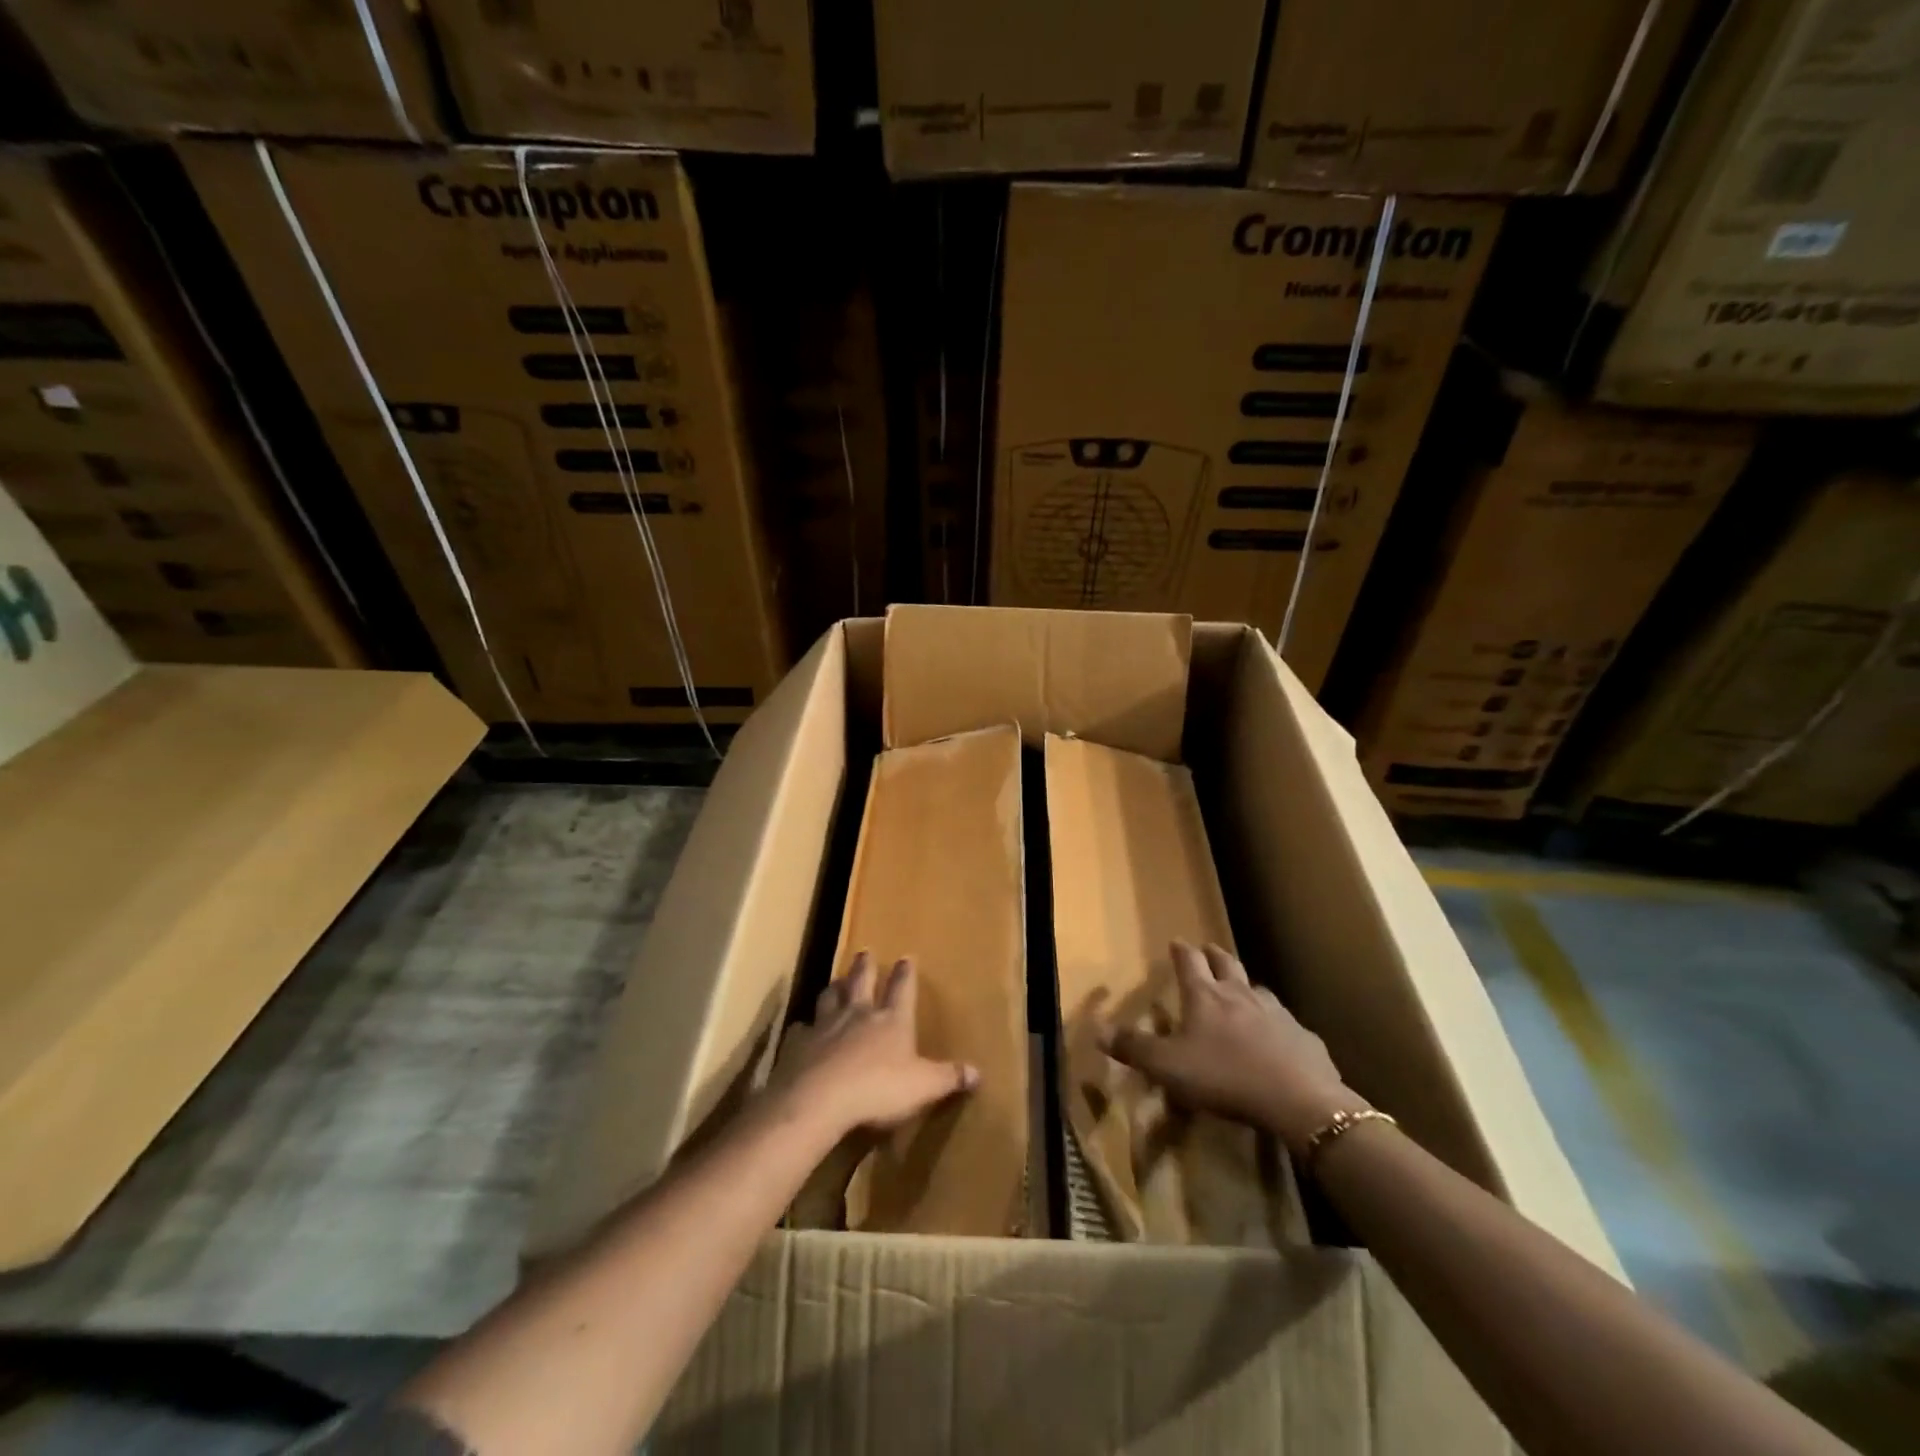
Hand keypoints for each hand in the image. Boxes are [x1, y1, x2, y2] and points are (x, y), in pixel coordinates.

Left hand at [781, 952, 978, 1139]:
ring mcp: (826, 1026)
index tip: (906, 957)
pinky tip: (803, 1028)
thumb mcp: (923, 1086)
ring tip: (836, 980)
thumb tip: (978, 1072)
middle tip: (864, 951)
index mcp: (891, 1020)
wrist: (820, 1099)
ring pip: (830, 997)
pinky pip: (802, 1029)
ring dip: (835, 987)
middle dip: (865, 966)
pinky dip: (805, 1027)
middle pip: (861, 982)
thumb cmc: (878, 1089)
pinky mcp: (799, 1044)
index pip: (902, 989)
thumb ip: (949, 1077)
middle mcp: (858, 1014)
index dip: (905, 974)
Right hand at [1102, 941, 1364, 1153]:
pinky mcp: (1304, 1037)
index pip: (1189, 962)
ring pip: (1258, 990)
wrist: (1298, 1100)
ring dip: (1246, 987)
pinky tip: (1278, 1039)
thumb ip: (1133, 1047)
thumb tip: (1096, 1028)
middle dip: (1214, 955)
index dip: (1181, 951)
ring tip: (1242, 992)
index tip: (1176, 941)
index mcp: (1205, 997)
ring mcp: (1276, 1013)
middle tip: (1208, 949)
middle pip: (1226, 964)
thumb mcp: (1168, 1067)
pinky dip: (1276, 1024)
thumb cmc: (1224, 1077)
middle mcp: (1240, 995)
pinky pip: (1286, 1024)